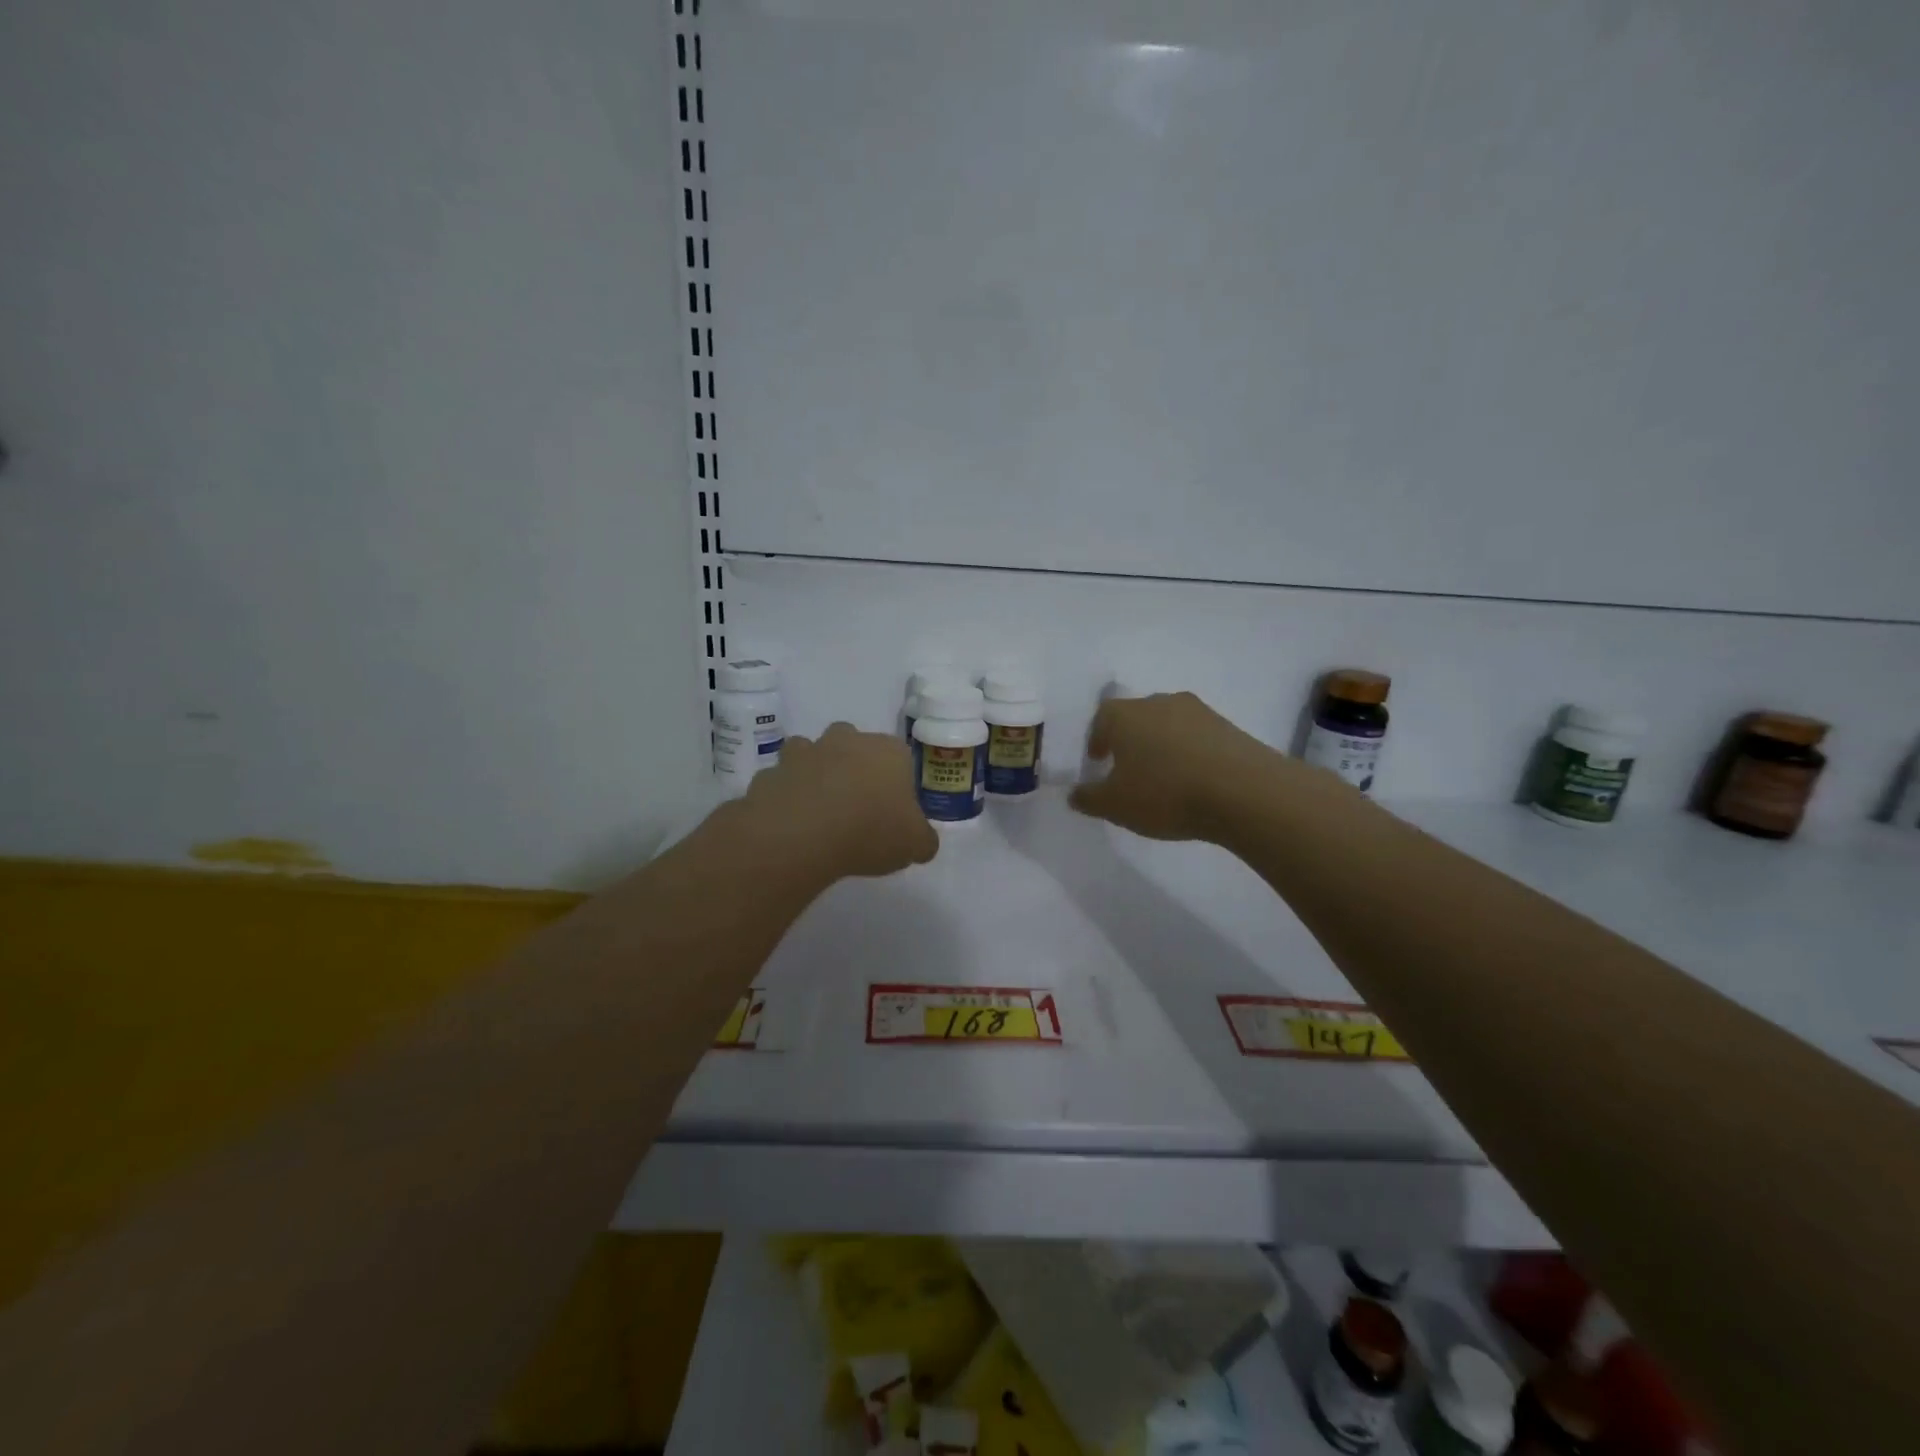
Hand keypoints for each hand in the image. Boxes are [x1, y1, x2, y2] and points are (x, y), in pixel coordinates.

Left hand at [744, 722, 938, 878]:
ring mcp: (805, 752)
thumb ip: (923, 840)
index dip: (897, 782)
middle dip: (854, 767)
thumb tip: (923, 843)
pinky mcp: (772, 771)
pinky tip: (790, 824)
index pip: (900, 756)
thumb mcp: (914, 845)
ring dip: (815, 774)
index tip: (893, 810)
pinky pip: (782, 781)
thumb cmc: (870, 831)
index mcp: (888, 751)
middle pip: (854, 744)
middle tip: (856, 806)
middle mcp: (847, 741)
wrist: (801, 834)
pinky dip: (785, 795)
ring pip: (812, 754)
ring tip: (819, 812)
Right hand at [1068, 692, 1285, 842]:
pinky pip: (1197, 737)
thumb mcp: (1115, 805)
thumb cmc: (1165, 793)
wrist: (1243, 792)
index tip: (1097, 760)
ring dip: (1161, 745)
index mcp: (1125, 714)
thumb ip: (1089, 799)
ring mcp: (1198, 711)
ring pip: (1168, 725)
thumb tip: (1074, 794)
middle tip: (1127, 768)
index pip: (1101, 718)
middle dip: (1129, 740)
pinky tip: (1193, 779)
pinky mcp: (1228, 726)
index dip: (1096, 739)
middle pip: (1136, 716)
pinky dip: (1189, 753)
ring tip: (1163, 776)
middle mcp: (1159, 703)